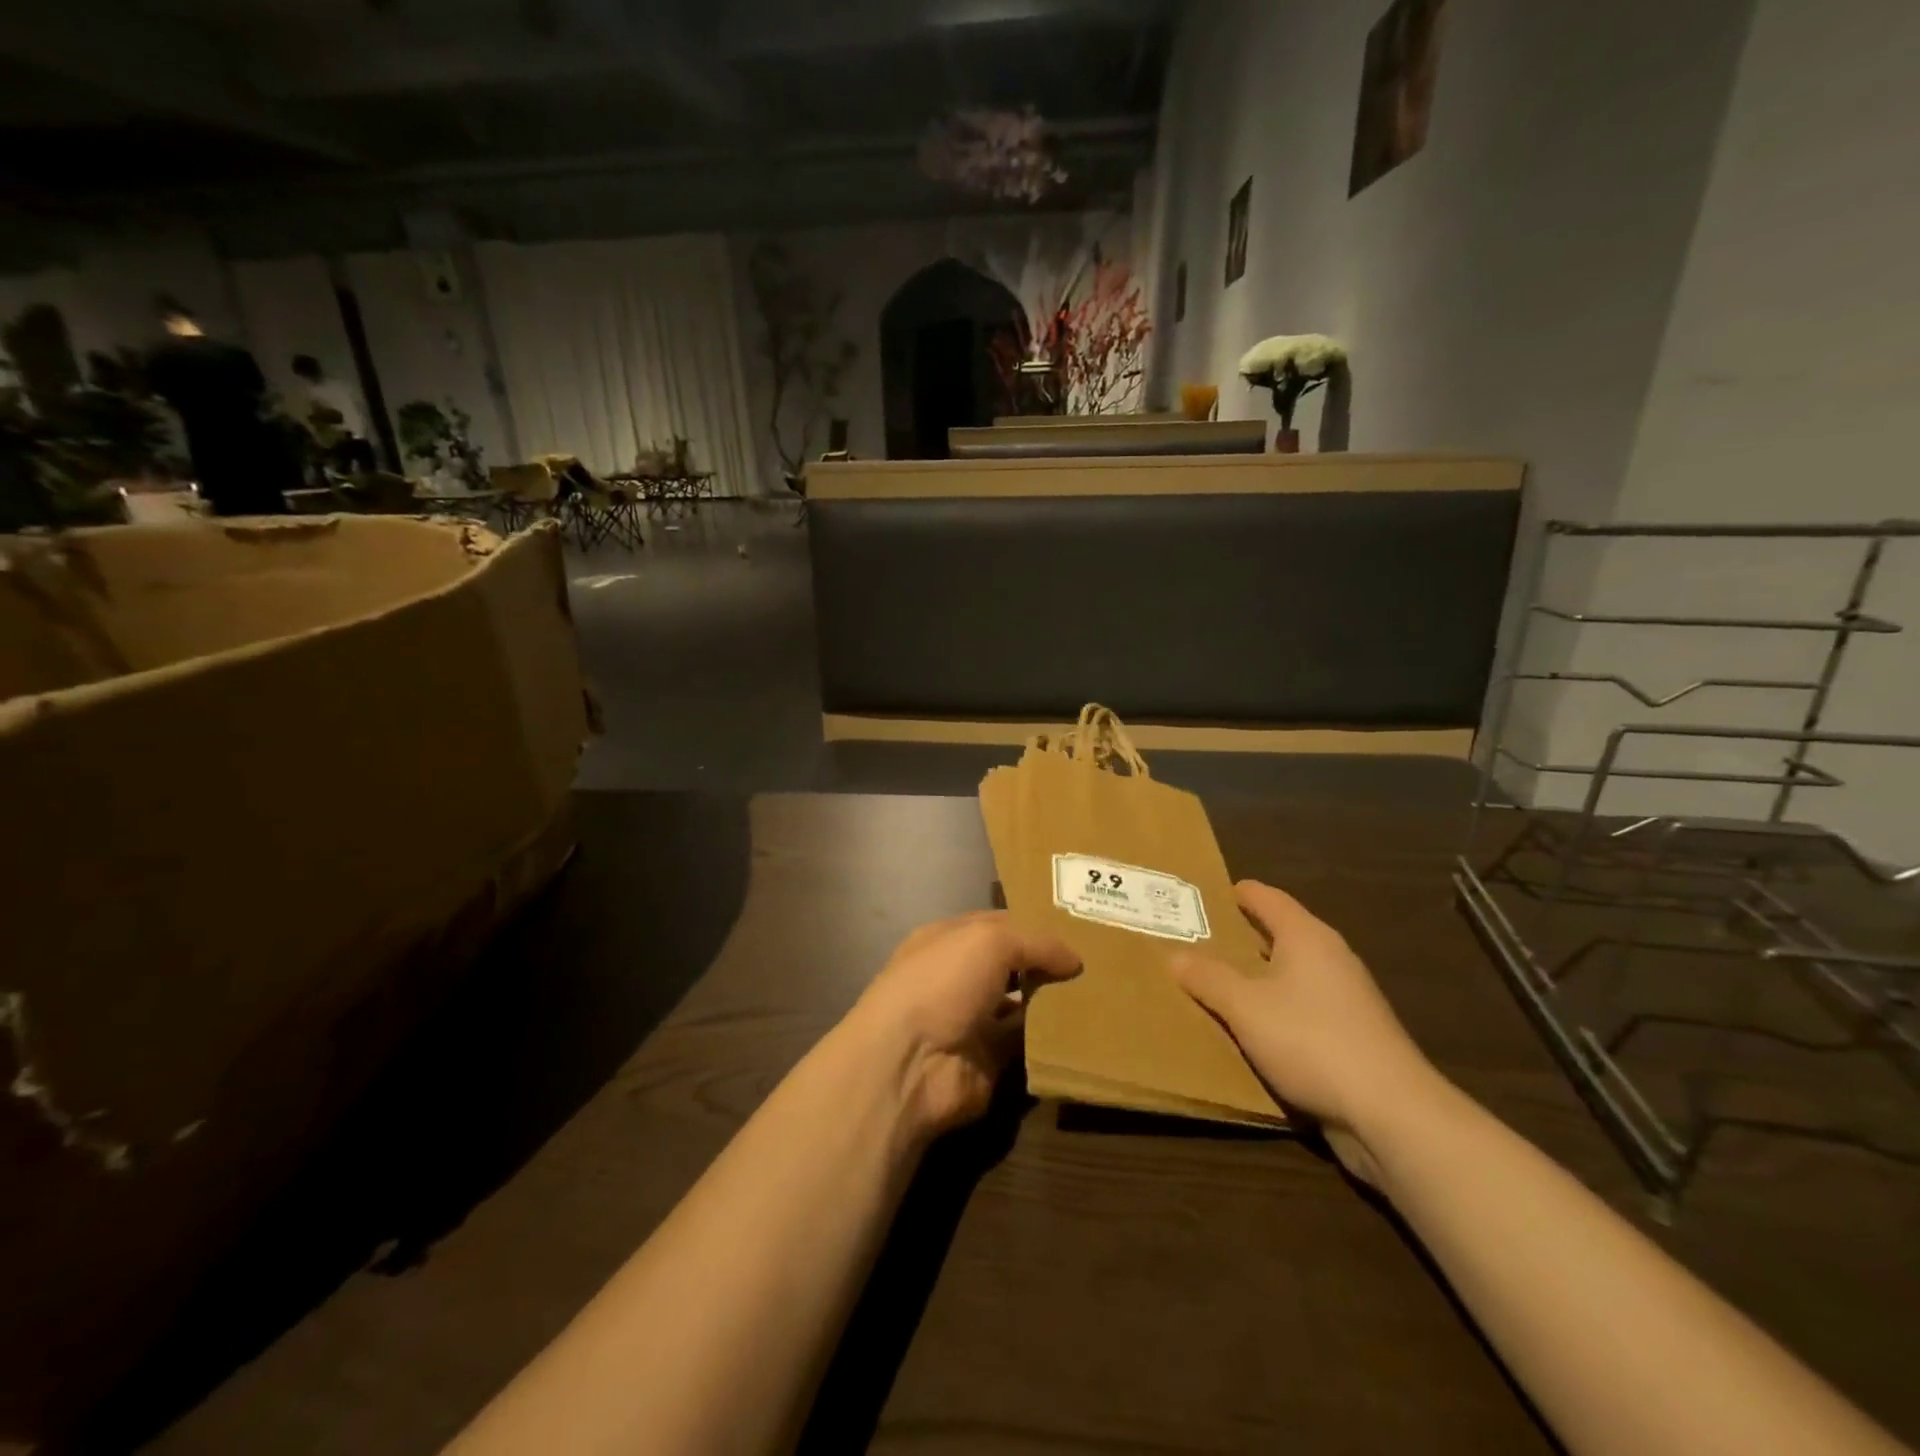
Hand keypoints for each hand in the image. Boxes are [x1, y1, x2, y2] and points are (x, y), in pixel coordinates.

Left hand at [845, 912, 1080, 1138]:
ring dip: (1052, 1001)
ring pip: (1021, 1004)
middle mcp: (958, 977)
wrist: (910, 1062)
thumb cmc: (943, 982)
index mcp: (949, 940)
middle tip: (1099, 961)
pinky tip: (1083, 1028)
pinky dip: (1050, 1038)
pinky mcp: (987, 1060)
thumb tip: (1075, 959)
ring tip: (1100, 993)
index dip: (1033, 923)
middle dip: (1047, 963)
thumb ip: (1036, 942)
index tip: (1079, 926)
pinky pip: (1026, 1044)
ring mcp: (972, 1020)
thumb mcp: (990, 940)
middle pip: (1011, 964)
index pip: (997, 924)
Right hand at [1172, 881, 1440, 1181]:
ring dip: (1261, 977)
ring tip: (1221, 983)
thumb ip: (1208, 978)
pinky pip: (1304, 1009)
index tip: (1211, 893)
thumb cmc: (1310, 1040)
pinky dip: (1278, 1010)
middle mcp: (1332, 958)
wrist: (1390, 1112)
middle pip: (1283, 934)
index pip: (1269, 898)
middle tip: (1203, 938)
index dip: (1240, 893)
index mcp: (1307, 937)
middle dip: (1245, 936)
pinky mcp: (1355, 1036)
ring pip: (1294, 974)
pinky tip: (1255, 1029)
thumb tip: (1175, 955)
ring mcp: (1348, 999)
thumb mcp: (1244, 1007)